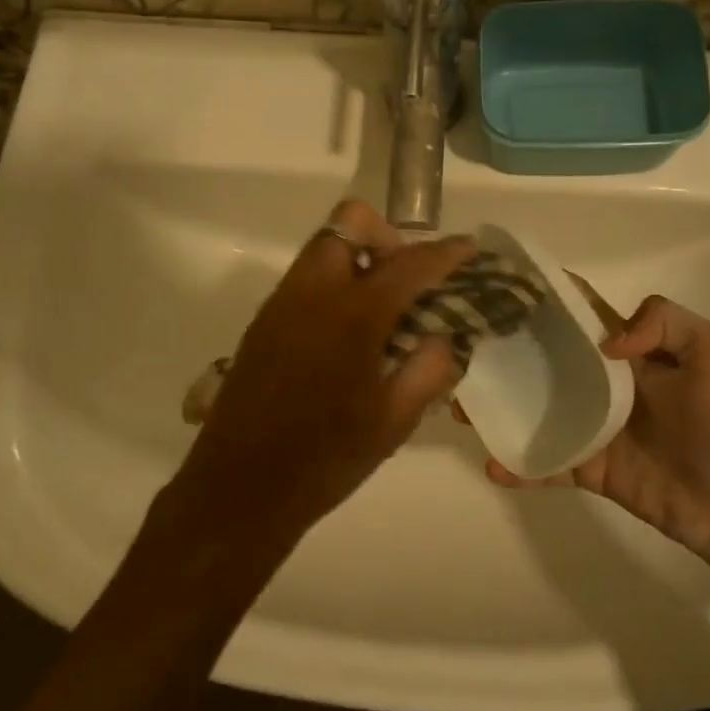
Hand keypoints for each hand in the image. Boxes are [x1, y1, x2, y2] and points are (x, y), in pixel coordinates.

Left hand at [167, 200, 475, 550]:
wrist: (241, 486)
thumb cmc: (325, 459)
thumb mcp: (394, 422)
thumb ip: (429, 369)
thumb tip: (445, 336)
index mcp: (352, 316)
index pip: (408, 265)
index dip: (445, 252)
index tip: (468, 247)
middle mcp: (312, 293)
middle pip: (350, 224)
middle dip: (387, 238)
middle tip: (408, 280)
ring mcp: (281, 303)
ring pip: (323, 248)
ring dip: (358, 258)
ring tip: (382, 307)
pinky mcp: (262, 321)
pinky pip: (304, 278)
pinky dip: (333, 282)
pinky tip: (346, 332)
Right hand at [466, 288, 709, 567]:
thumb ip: (666, 323)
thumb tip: (605, 342)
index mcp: (626, 352)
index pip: (578, 316)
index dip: (542, 299)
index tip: (497, 287)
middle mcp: (601, 384)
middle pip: (542, 362)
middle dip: (502, 354)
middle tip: (460, 351)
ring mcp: (591, 428)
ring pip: (533, 411)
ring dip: (498, 408)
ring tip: (461, 408)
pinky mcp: (588, 469)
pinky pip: (546, 463)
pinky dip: (518, 466)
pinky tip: (494, 466)